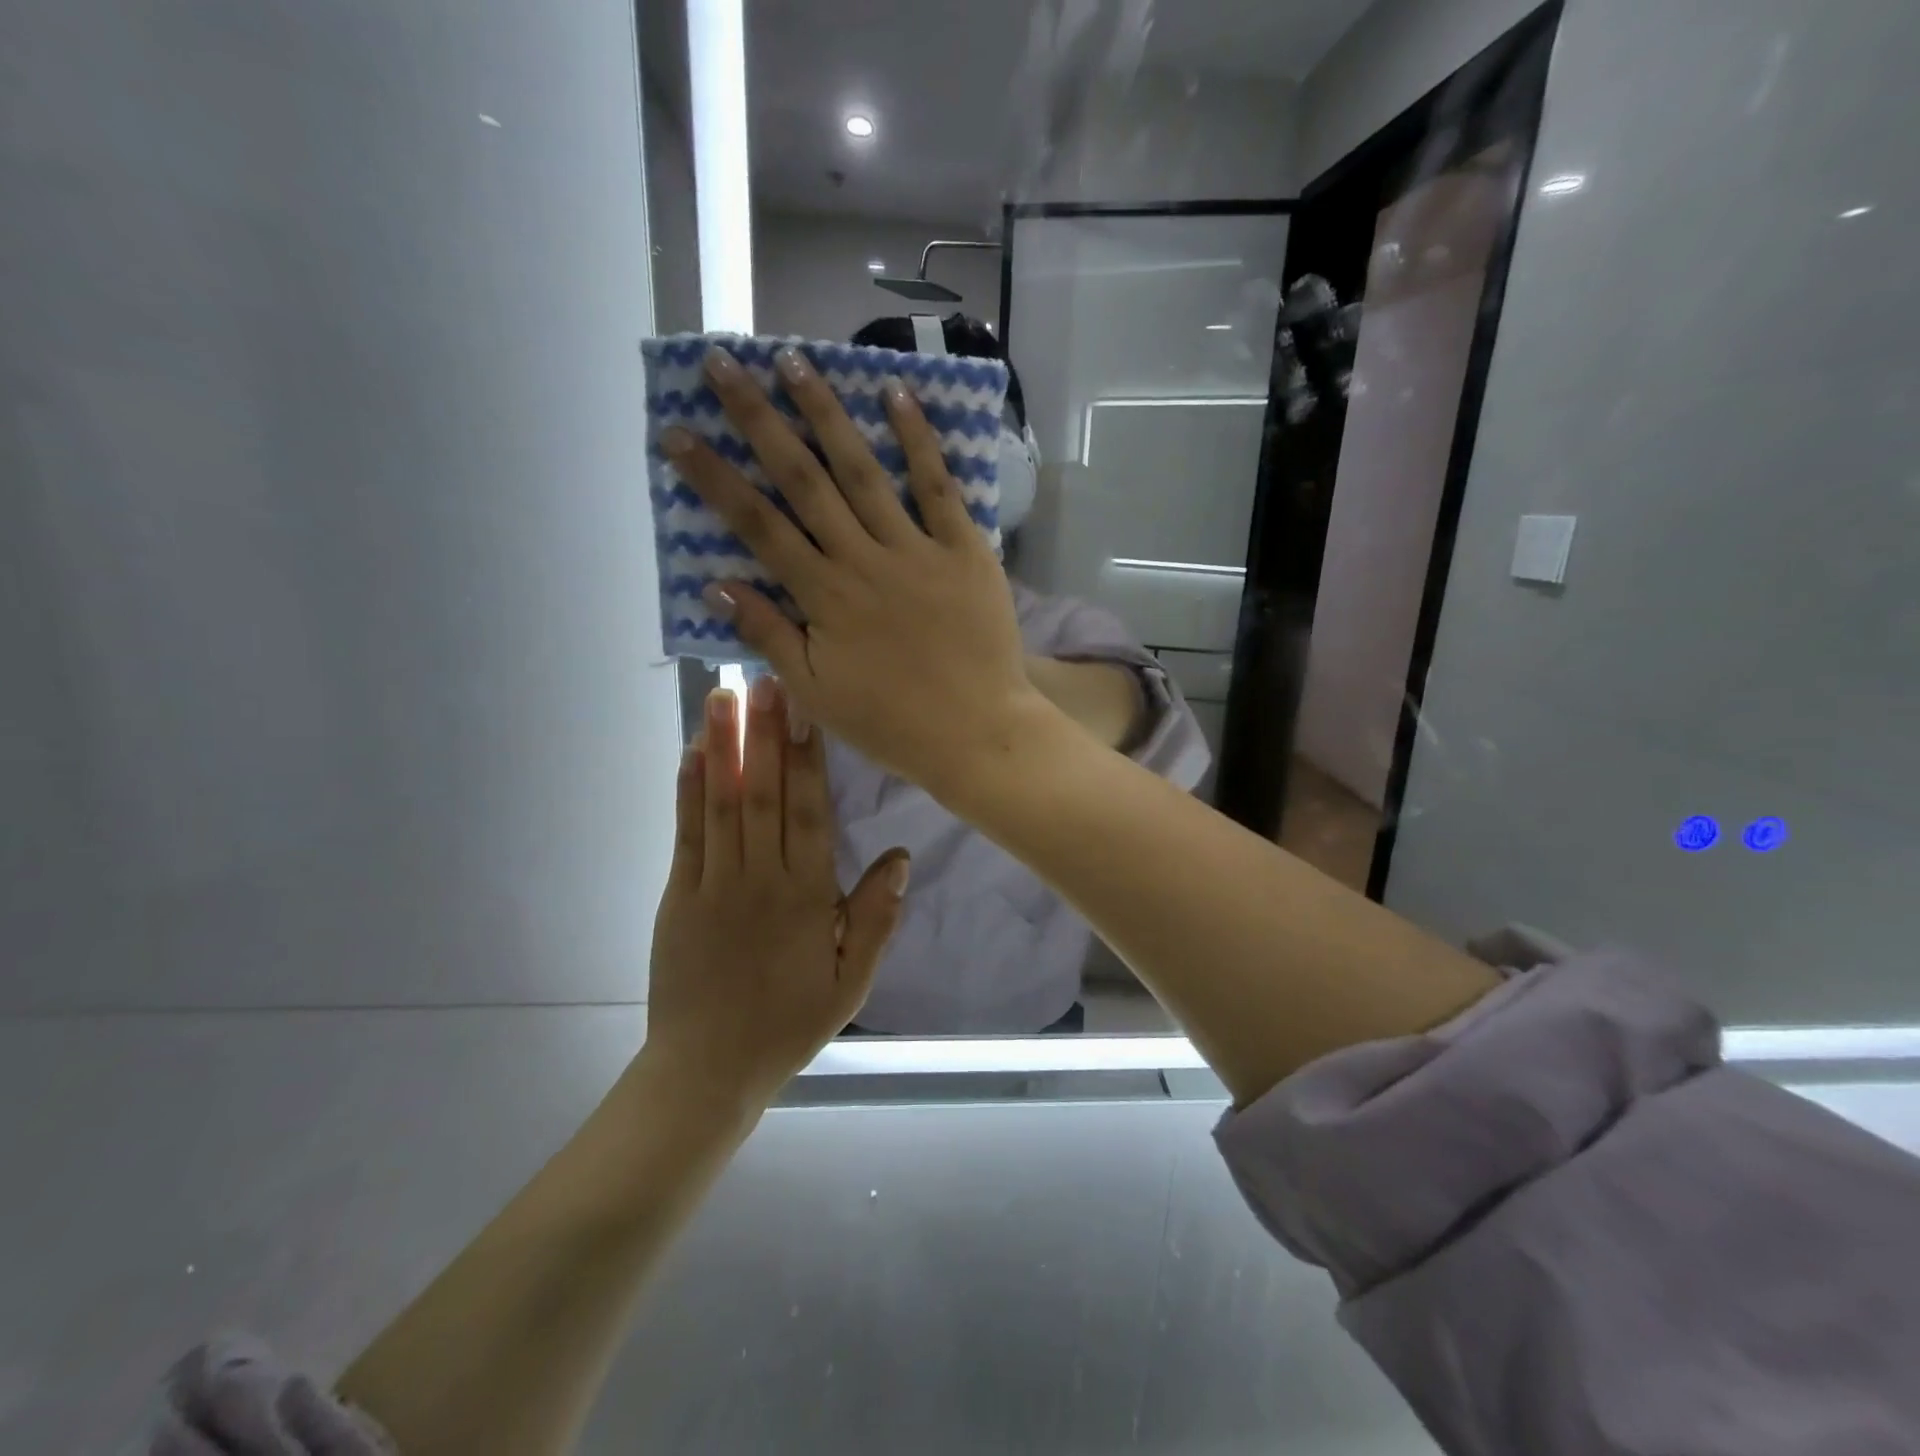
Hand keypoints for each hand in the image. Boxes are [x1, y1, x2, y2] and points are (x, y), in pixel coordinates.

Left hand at [641, 677, 909, 1110]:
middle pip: (766, 795)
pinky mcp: (679, 895)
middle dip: (766, 734)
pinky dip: (689, 790)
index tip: (808, 709)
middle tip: (764, 677)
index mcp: (808, 897)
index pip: (812, 813)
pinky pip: (687, 835)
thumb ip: (876, 917)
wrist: (708, 1069)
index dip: (810, 758)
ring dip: (724, 747)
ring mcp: (715, 884)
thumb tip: (900, 856)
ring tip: (722, 695)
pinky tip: (692, 752)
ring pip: (723, 804)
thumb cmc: (789, 1022)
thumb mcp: (852, 981)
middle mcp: (761, 879)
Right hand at [662, 344, 1049, 798]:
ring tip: (795, 361)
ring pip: (862, 471)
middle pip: (802, 481)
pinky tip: (896, 395)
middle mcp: (862, 560)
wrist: (977, 733)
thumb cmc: (892, 723)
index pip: (757, 526)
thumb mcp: (816, 694)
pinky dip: (918, 441)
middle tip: (725, 364)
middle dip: (759, 420)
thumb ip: (768, 636)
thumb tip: (715, 586)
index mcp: (823, 597)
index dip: (714, 478)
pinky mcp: (965, 550)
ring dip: (826, 413)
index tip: (679, 432)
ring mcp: (916, 550)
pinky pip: (938, 488)